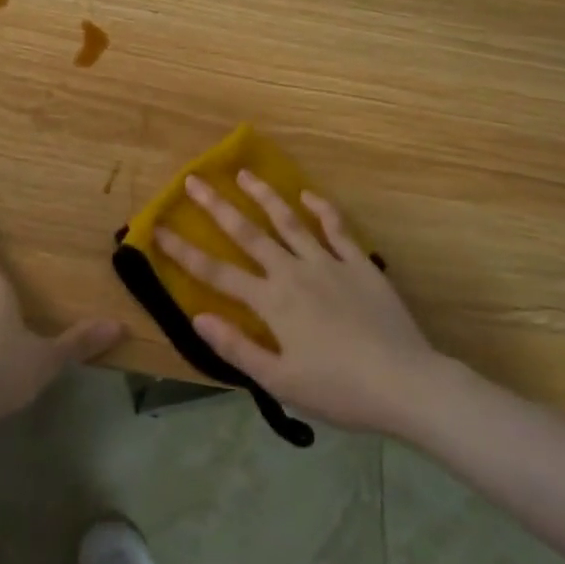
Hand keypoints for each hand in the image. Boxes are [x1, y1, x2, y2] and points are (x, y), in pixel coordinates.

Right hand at [157, 171, 449, 433]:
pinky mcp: (360, 265)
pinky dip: (322, 210)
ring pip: (290, 222)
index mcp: (271, 302)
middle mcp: (293, 272)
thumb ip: (236, 348)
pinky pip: (337, 229)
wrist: (406, 385)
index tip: (158, 228)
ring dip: (264, 196)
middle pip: (248, 234)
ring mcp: (329, 264)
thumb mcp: (280, 380)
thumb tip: (197, 317)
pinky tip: (308, 196)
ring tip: (244, 174)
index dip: (183, 251)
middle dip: (217, 207)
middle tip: (194, 180)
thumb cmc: (339, 390)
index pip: (216, 272)